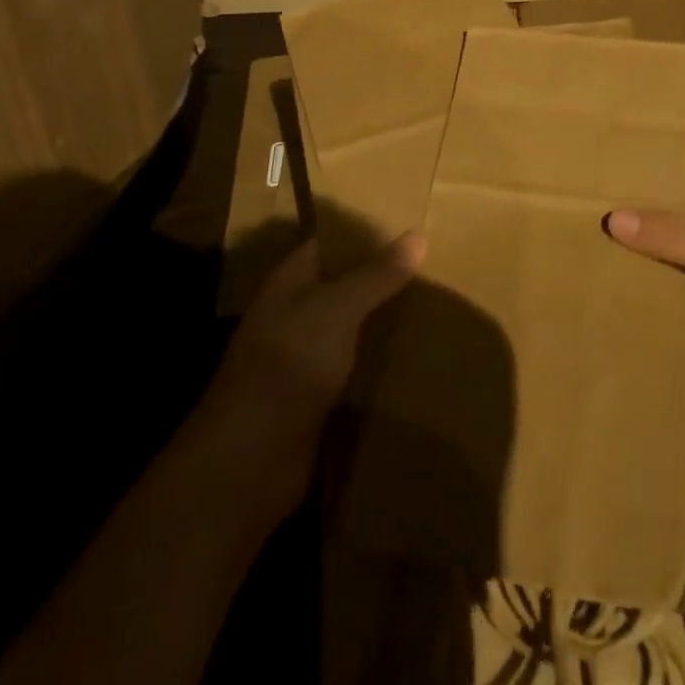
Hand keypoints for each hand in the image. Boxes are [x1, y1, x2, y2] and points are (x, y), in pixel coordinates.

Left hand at [187, 232, 423, 521]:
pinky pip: (353, 368)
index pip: (329, 243)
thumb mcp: (337, 309)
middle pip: (342, 286)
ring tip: (434, 305)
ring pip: (350, 328)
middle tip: (434, 265)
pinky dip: (377, 362)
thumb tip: (418, 236)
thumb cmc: (289, 364)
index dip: (364, 234)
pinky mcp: (315, 398)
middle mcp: (294, 314)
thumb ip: (376, 275)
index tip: (410, 225)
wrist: (250, 459)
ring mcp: (302, 358)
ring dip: (382, 320)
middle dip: (381, 278)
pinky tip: (414, 357)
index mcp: (289, 282)